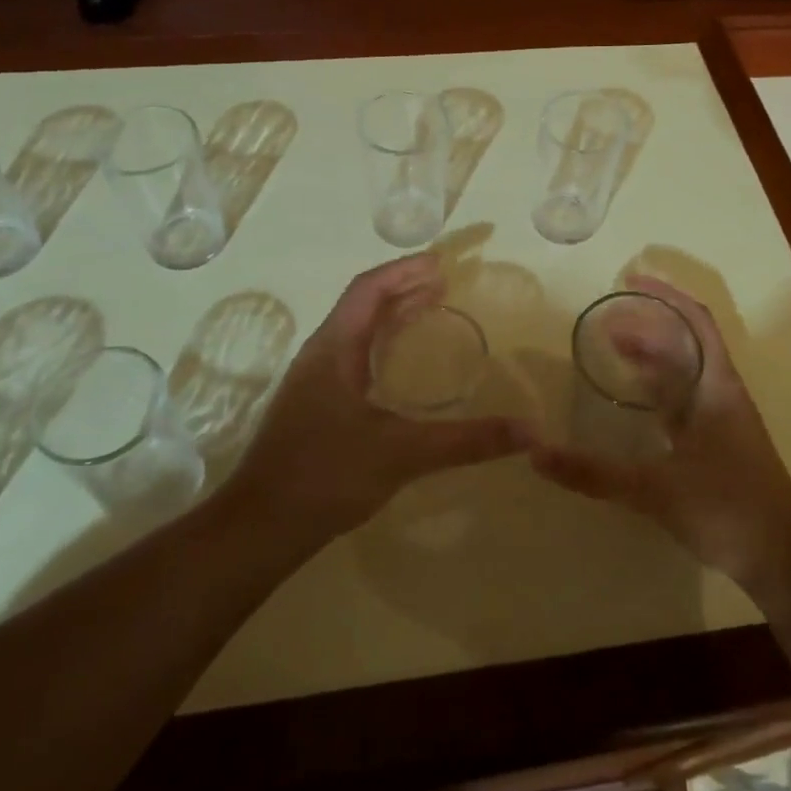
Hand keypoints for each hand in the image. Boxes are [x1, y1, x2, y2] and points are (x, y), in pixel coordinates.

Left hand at [228, 254, 528, 541]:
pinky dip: (383, 344)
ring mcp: (313, 380)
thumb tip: (530, 431)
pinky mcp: (314, 404)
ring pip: (356, 330)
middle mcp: (320, 354)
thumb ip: (468, 441)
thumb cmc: (327, 476)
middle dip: (404, 288)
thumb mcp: (404, 454)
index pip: (369, 289)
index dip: (405, 270)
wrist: (260, 527)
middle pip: (363, 304)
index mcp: (334, 348)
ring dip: (392, 315)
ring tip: (431, 310)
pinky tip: (400, 367)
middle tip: (446, 284)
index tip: (442, 263)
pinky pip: (353, 355)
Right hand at [530, 275, 790, 588]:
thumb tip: (536, 454)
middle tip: (606, 322)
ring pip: (684, 373)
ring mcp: (722, 421)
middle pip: (685, 343)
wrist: (785, 561)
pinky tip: (634, 404)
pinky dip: (657, 391)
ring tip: (612, 351)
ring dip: (652, 358)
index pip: (695, 321)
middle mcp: (721, 394)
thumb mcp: (655, 488)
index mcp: (716, 386)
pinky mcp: (718, 446)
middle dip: (647, 326)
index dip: (666, 295)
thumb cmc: (727, 508)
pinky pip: (684, 402)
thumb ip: (595, 473)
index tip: (630, 279)